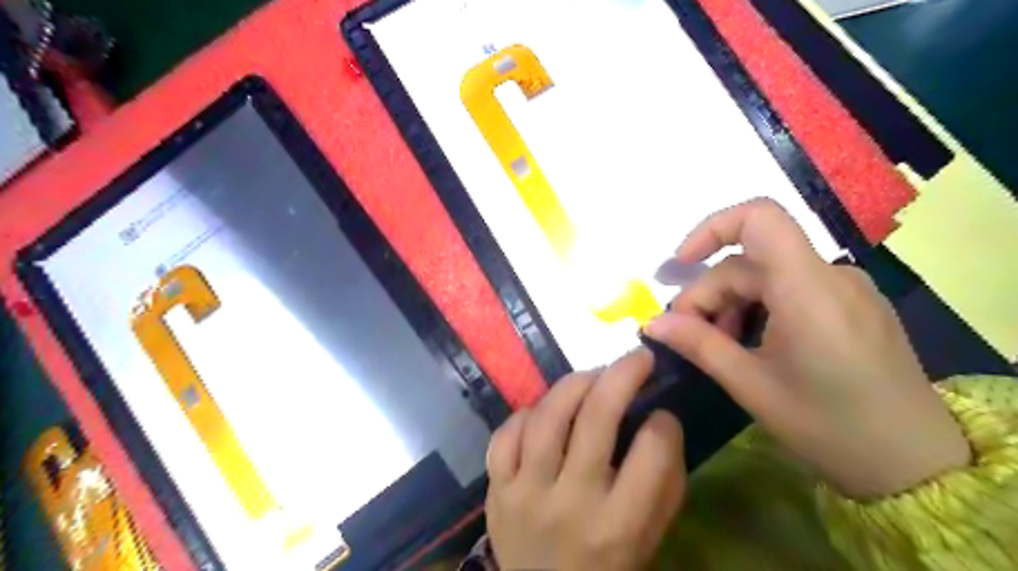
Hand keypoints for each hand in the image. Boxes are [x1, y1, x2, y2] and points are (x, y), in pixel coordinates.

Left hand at [485, 352, 682, 570]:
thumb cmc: (606, 568)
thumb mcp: (649, 538)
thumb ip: (664, 483)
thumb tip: (663, 421)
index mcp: (618, 525)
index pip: (651, 451)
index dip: (664, 422)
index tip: (662, 412)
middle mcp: (570, 503)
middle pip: (596, 417)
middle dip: (623, 374)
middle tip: (637, 358)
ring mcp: (525, 493)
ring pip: (548, 415)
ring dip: (575, 383)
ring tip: (593, 376)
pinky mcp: (495, 488)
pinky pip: (507, 433)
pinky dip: (528, 413)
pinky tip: (544, 413)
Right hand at [644, 197, 967, 499]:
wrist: (917, 464)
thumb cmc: (830, 426)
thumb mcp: (751, 385)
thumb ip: (698, 345)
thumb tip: (652, 323)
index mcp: (809, 289)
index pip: (760, 218)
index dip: (711, 229)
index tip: (680, 265)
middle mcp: (831, 275)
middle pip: (750, 261)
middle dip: (708, 293)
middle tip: (685, 335)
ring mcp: (846, 288)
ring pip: (767, 276)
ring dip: (731, 303)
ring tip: (719, 344)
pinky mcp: (852, 303)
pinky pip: (791, 289)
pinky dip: (758, 307)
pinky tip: (751, 343)